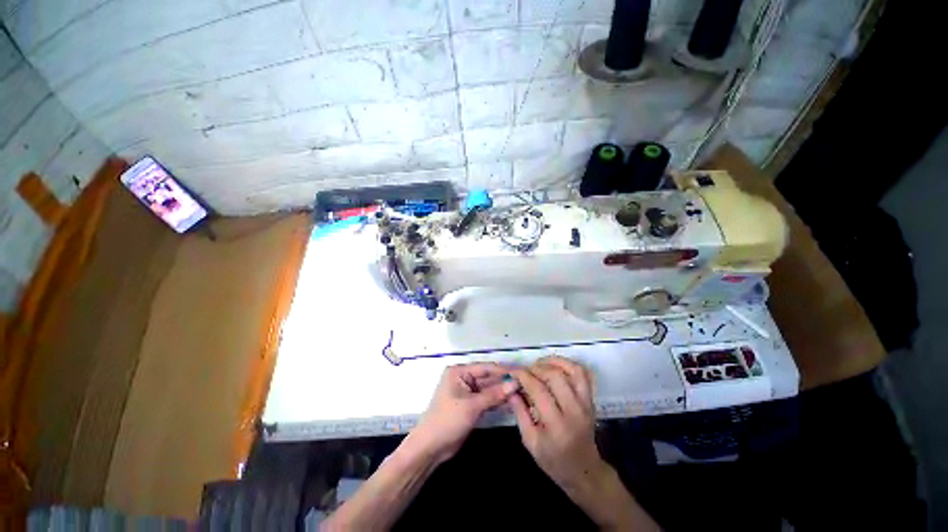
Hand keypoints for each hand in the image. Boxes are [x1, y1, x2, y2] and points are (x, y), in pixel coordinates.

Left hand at [405, 362, 519, 463]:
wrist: (431, 448)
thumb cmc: (448, 421)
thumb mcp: (472, 406)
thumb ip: (494, 394)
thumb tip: (515, 383)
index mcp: (459, 372)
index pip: (485, 368)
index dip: (502, 371)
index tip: (520, 373)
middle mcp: (463, 378)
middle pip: (487, 378)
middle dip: (504, 382)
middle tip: (524, 384)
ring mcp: (467, 392)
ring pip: (488, 389)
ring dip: (502, 392)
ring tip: (522, 392)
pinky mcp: (470, 405)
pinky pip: (486, 399)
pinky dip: (497, 401)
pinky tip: (511, 401)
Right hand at [508, 357, 609, 495]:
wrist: (584, 471)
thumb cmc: (554, 460)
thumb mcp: (530, 442)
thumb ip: (520, 413)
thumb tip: (510, 388)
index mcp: (557, 426)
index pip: (539, 390)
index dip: (523, 376)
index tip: (513, 371)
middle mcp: (574, 411)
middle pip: (555, 376)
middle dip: (536, 368)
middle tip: (524, 371)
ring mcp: (586, 403)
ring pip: (572, 371)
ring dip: (553, 362)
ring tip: (539, 364)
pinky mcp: (590, 399)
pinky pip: (582, 374)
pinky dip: (568, 364)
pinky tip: (554, 366)